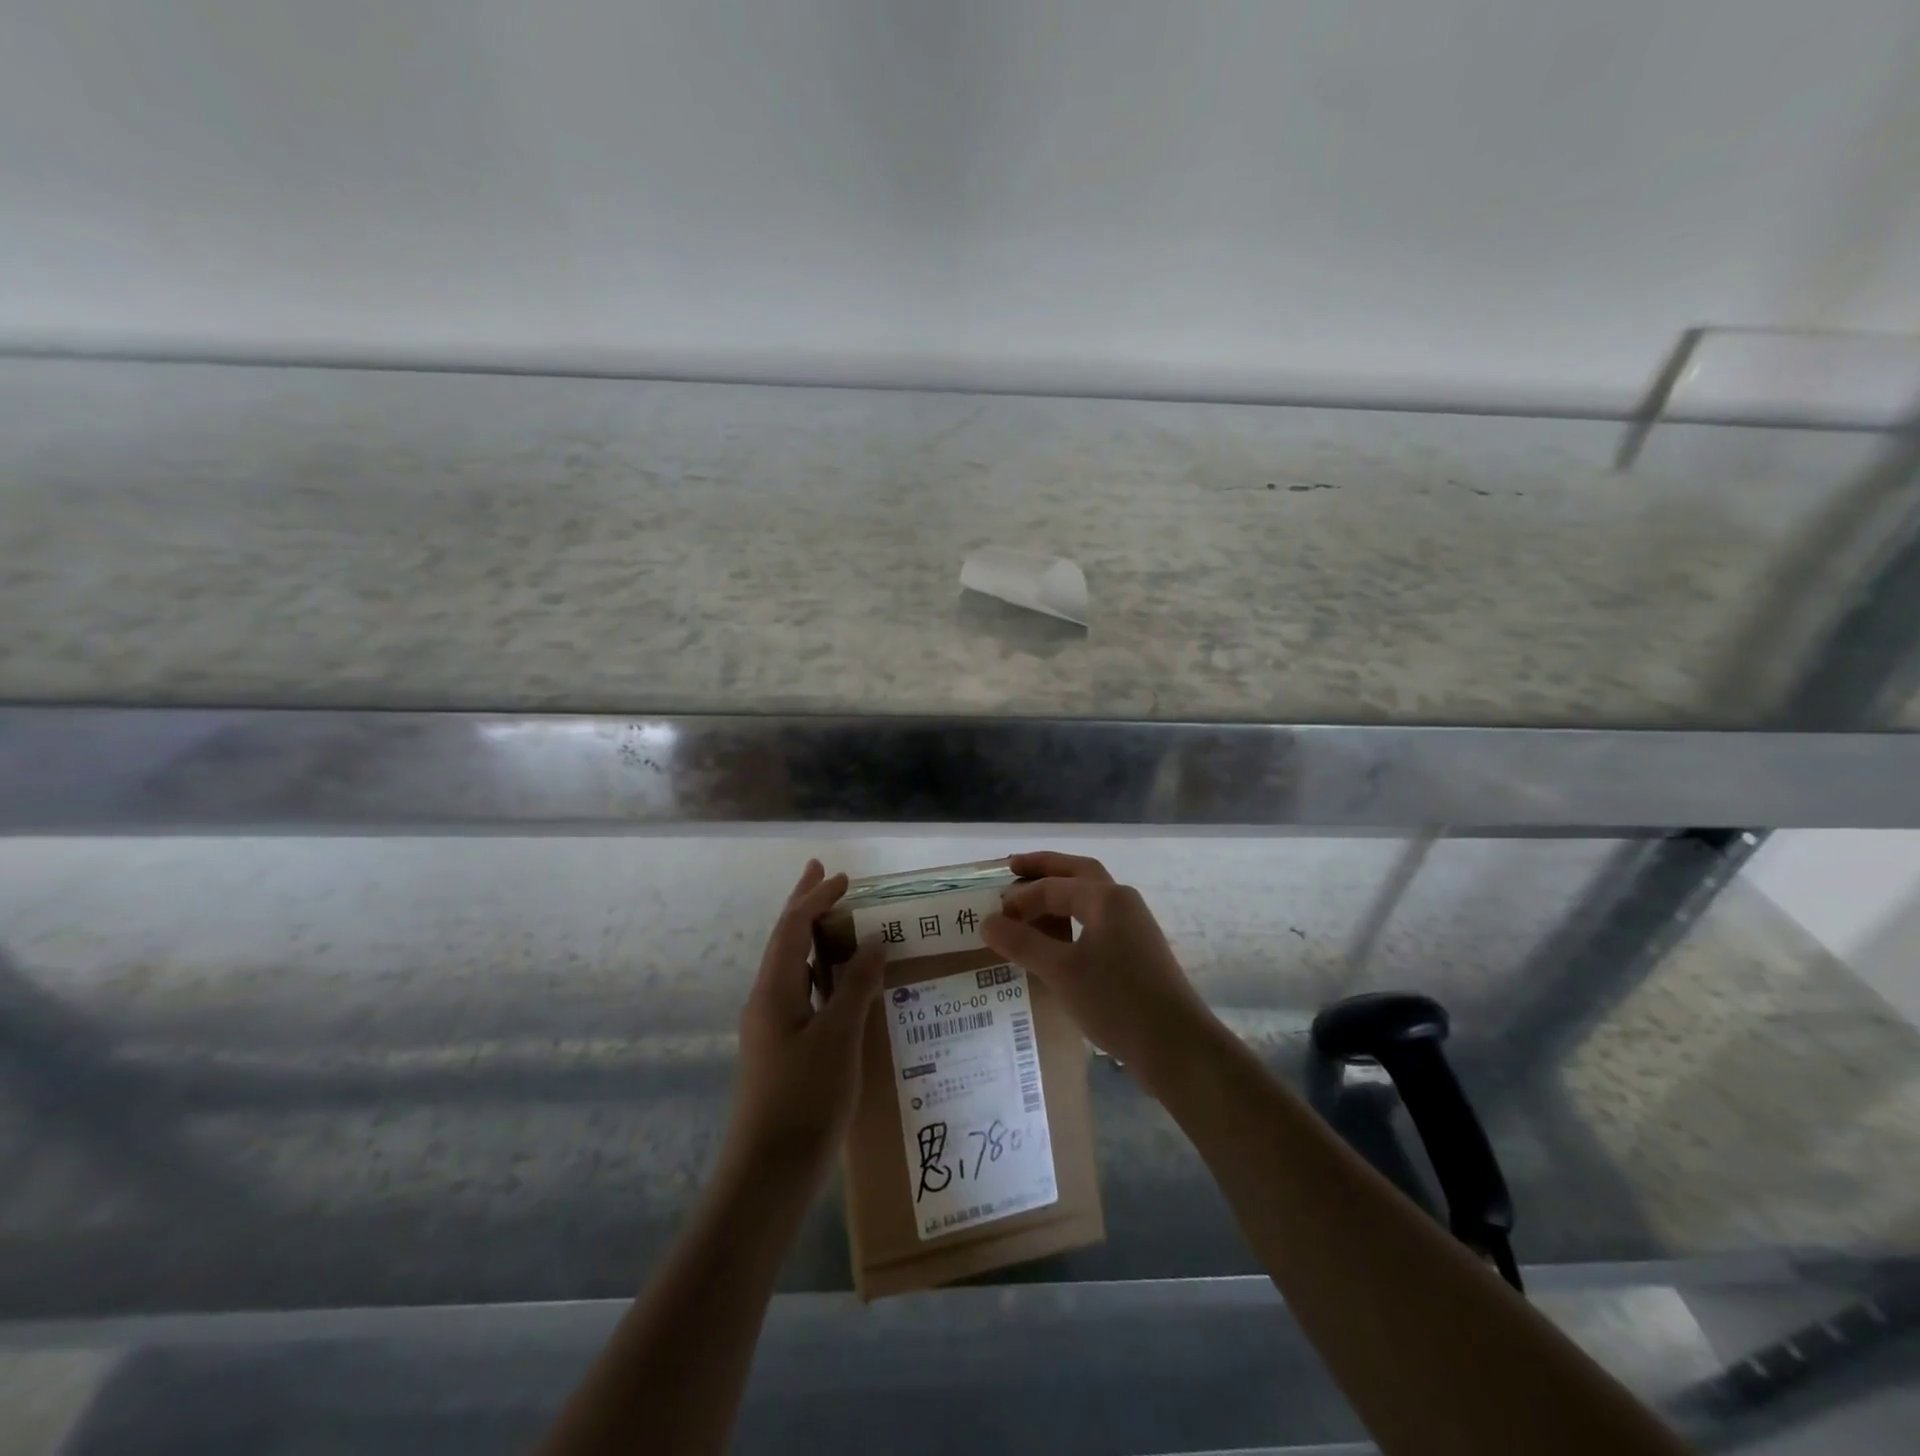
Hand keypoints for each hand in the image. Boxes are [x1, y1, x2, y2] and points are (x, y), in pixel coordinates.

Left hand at [726, 860, 885, 1181]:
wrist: (769, 1175)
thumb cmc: (804, 1099)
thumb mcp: (838, 1037)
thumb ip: (855, 986)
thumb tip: (873, 942)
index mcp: (773, 991)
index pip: (793, 928)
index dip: (816, 898)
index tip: (844, 877)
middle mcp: (767, 1001)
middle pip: (786, 940)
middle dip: (805, 904)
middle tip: (824, 873)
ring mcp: (773, 1028)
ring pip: (795, 968)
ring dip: (815, 938)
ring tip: (841, 921)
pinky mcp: (784, 1051)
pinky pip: (804, 994)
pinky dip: (824, 974)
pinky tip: (846, 985)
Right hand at [982, 851, 1216, 1088]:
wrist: (1177, 1046)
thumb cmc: (1117, 1001)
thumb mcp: (1061, 971)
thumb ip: (1022, 943)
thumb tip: (987, 922)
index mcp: (1105, 898)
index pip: (1052, 886)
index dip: (1019, 899)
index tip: (991, 918)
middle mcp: (1122, 901)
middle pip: (1077, 871)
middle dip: (1044, 868)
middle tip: (1011, 867)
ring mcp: (1133, 926)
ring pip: (1089, 896)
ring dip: (1059, 892)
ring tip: (1029, 902)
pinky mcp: (1137, 951)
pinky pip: (1096, 920)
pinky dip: (1072, 918)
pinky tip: (1057, 939)